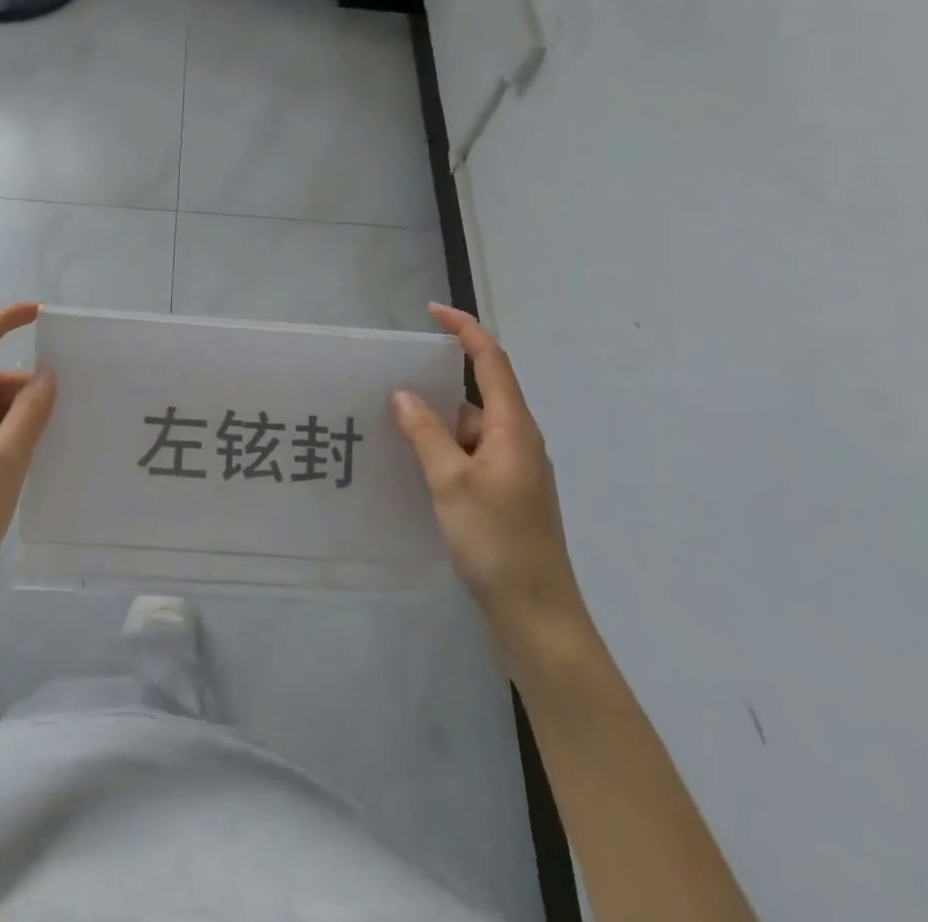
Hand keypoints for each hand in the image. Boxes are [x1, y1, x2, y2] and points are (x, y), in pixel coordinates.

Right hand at [390, 304, 589, 655]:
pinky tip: (412, 459)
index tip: (432, 311)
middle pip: (479, 392)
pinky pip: (468, 453)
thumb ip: (426, 434)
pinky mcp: (504, 494)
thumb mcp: (452, 482)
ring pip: (469, 427)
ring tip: (390, 416)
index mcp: (514, 429)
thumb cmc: (497, 542)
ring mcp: (512, 470)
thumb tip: (403, 395)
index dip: (464, 330)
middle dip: (438, 378)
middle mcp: (517, 441)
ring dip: (436, 419)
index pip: (490, 362)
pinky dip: (442, 447)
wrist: (537, 616)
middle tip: (393, 374)